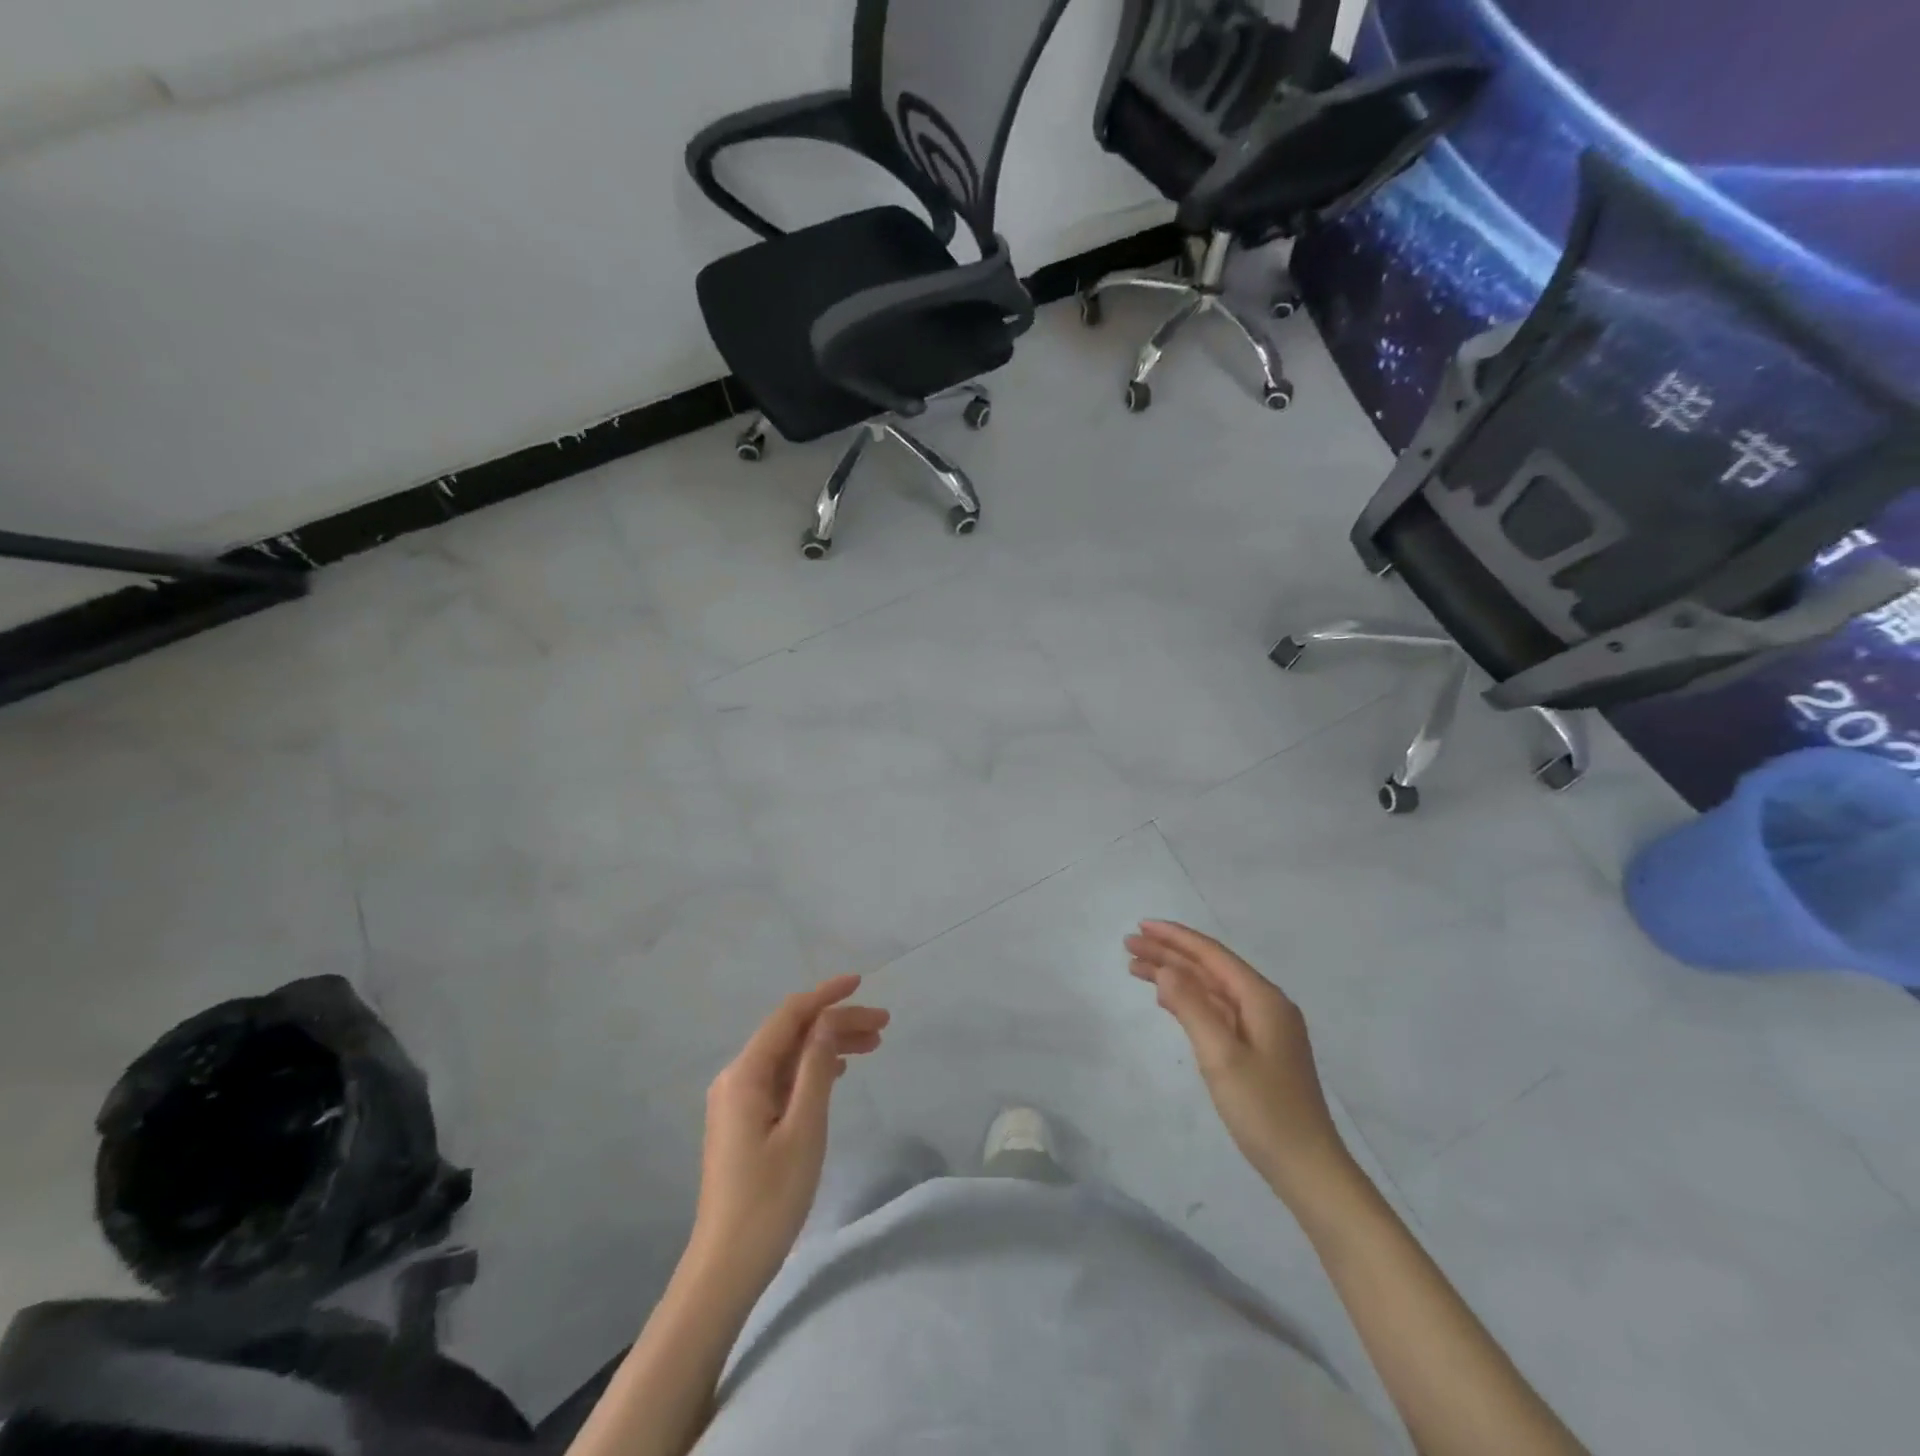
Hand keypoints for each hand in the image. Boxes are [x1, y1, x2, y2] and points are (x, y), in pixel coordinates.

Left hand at [691, 976, 888, 1283]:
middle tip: (883, 1025)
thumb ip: (816, 1069)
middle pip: (792, 1034)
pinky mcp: (746, 1122)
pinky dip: (814, 1069)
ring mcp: (739, 1101)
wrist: (726, 1267)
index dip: (826, 995)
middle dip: (836, 1022)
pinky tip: (839, 1071)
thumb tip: (828, 1021)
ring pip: (790, 1057)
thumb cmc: (769, 1199)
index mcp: (745, 1074)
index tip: (861, 982)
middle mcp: (737, 1078)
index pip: (790, 1016)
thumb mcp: (804, 1129)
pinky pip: (784, 1079)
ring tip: (873, 1045)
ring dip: (829, 1045)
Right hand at [1126, 921, 1351, 1205]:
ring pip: (1211, 989)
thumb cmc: (1264, 1111)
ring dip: (1175, 976)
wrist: (1308, 1169)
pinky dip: (1189, 1000)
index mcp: (1263, 999)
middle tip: (1128, 946)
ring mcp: (1263, 1028)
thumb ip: (1192, 1007)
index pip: (1212, 955)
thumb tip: (1165, 970)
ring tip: (1136, 968)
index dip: (1175, 938)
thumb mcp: (1221, 1056)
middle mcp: (1265, 1005)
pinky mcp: (1257, 1049)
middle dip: (1169, 954)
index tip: (1141, 926)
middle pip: (1210, 968)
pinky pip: (1217, 1010)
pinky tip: (1166, 999)